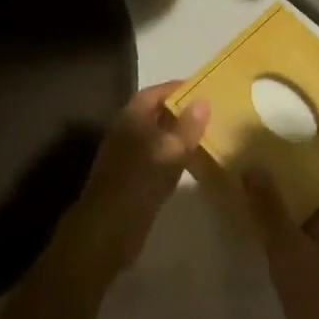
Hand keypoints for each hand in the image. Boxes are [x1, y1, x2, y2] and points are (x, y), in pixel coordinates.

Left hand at [52, 82, 209, 284]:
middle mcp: (126, 131)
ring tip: (207, 135)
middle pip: (155, 113)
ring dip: (177, 135)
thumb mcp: (169, 151)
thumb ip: (187, 126)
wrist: (107, 230)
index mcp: (131, 117)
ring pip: (156, 136)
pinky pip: (155, 158)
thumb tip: (203, 100)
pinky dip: (172, 156)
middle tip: (211, 113)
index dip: (178, 89)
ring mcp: (126, 156)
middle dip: (180, 111)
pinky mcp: (130, 178)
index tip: (204, 89)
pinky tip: (191, 164)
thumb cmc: (138, 183)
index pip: (155, 92)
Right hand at [242, 152, 318, 318]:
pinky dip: (283, 210)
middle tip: (304, 127)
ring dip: (301, 183)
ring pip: (315, 205)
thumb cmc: (316, 295)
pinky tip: (262, 207)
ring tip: (275, 158)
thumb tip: (254, 166)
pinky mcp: (308, 266)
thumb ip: (270, 209)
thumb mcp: (288, 247)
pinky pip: (296, 225)